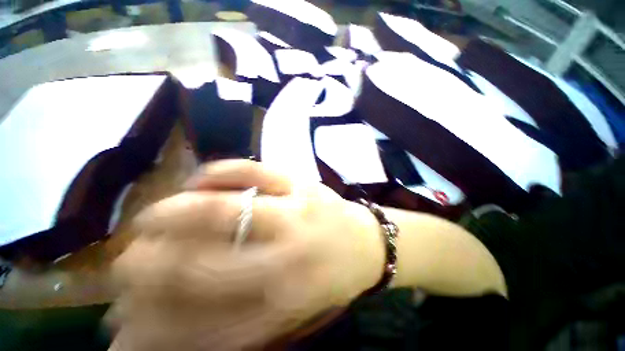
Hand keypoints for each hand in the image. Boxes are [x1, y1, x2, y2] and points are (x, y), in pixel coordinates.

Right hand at [112, 159, 384, 350]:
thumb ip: (248, 324)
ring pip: (223, 208)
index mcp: (286, 299)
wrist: (367, 242)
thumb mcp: (298, 311)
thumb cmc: (335, 276)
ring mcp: (294, 210)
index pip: (203, 318)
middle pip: (202, 263)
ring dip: (173, 213)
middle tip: (124, 261)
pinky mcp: (301, 183)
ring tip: (148, 218)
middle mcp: (287, 255)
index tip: (122, 317)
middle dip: (150, 265)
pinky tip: (199, 179)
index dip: (154, 321)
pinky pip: (256, 169)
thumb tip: (186, 334)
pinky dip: (222, 171)